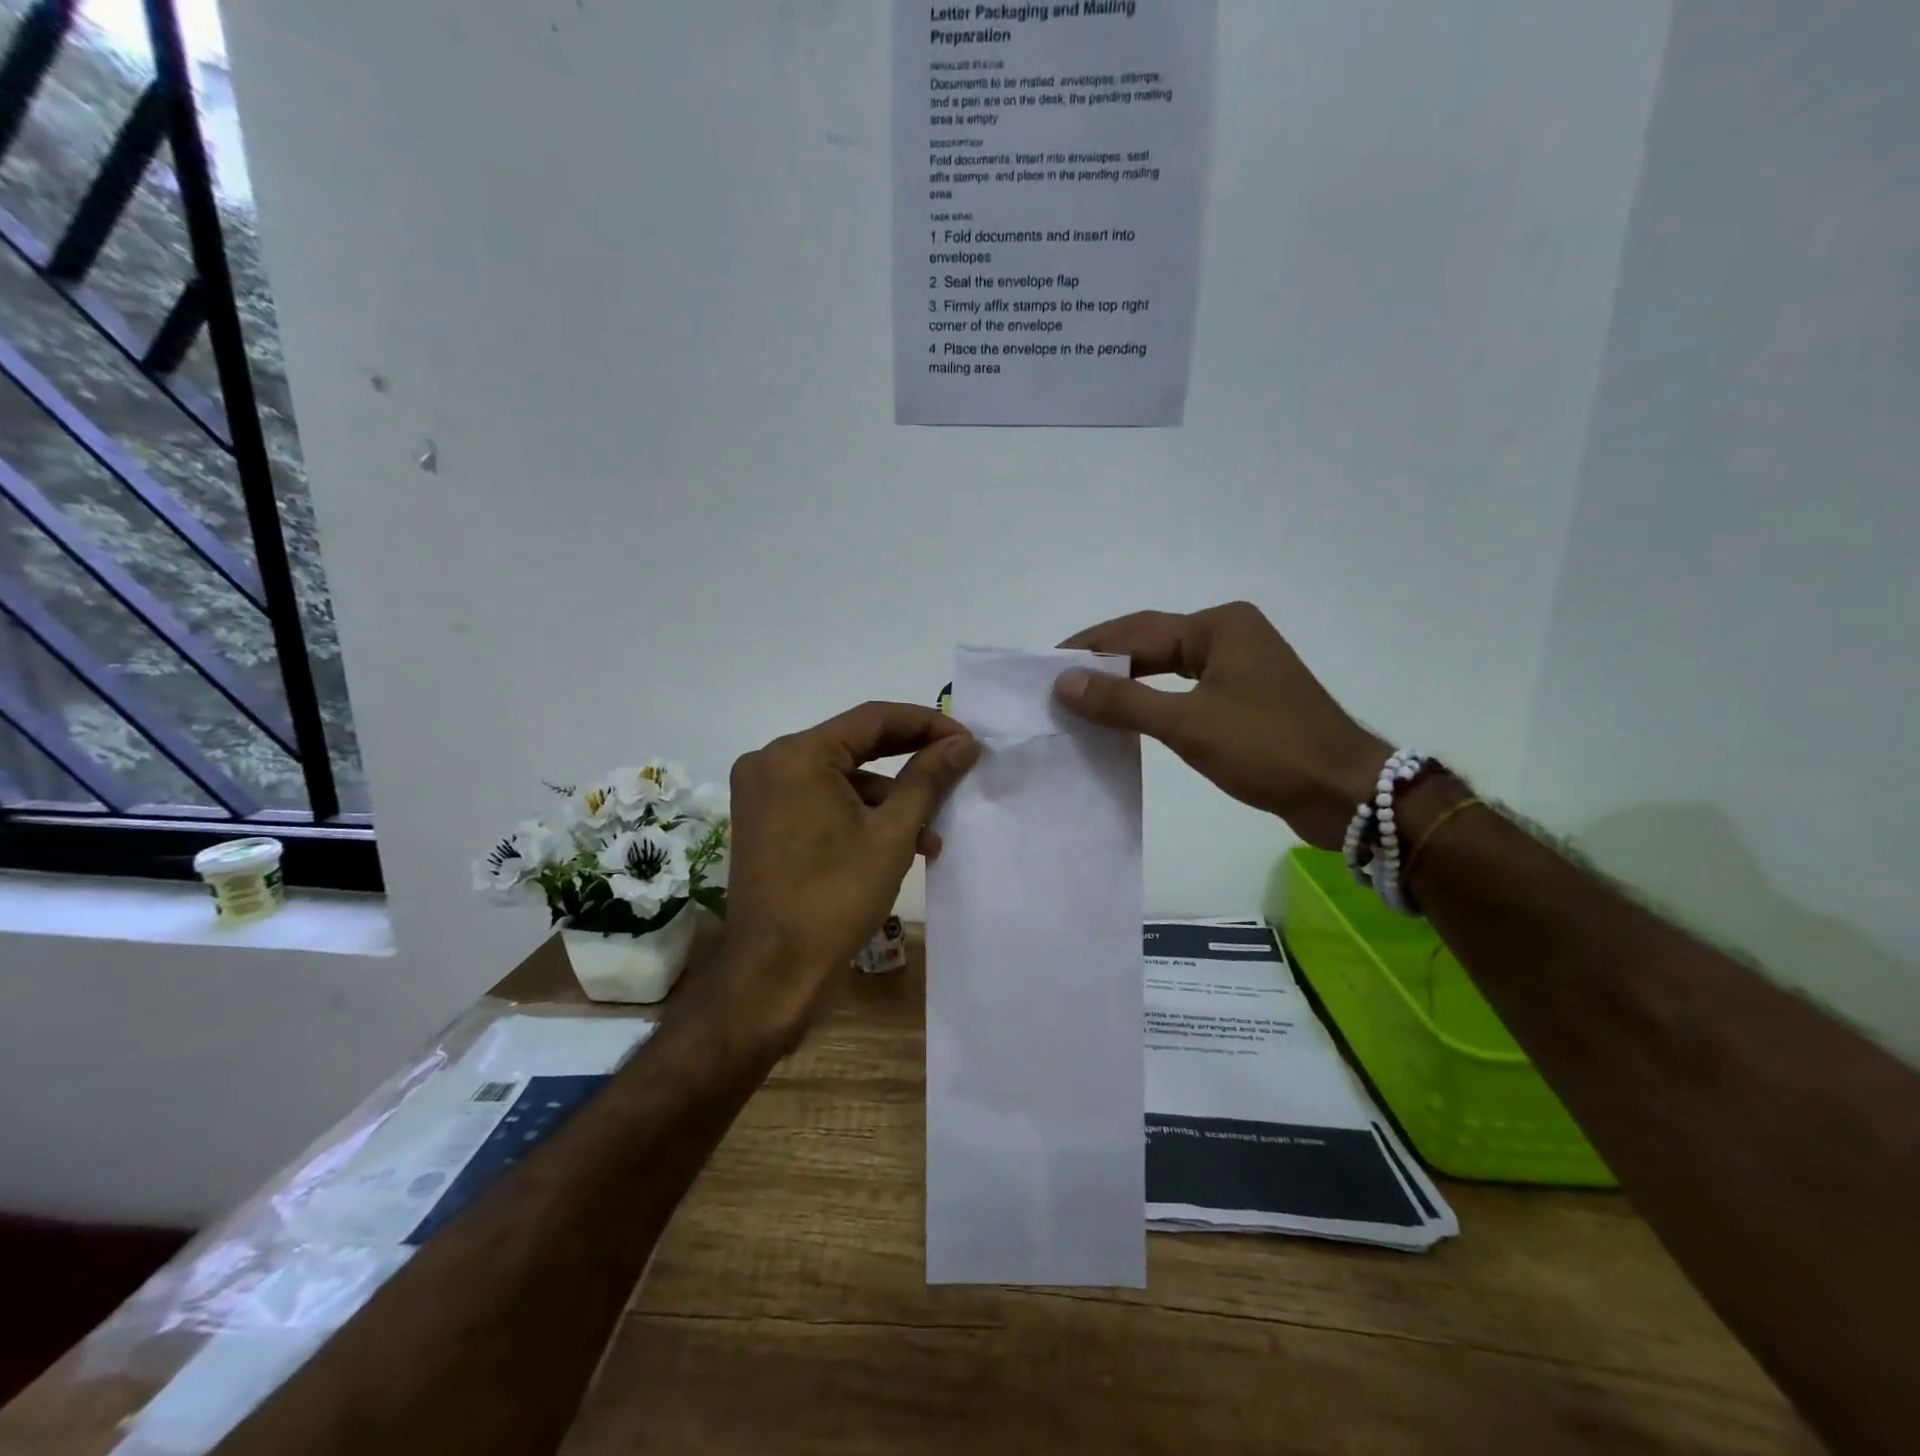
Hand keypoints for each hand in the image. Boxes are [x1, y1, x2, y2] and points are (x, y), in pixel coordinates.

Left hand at [717, 702, 979, 1032]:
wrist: (773, 974)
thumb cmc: (835, 899)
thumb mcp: (892, 834)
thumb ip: (928, 779)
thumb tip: (963, 743)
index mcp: (797, 755)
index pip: (872, 718)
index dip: (926, 723)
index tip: (967, 739)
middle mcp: (772, 761)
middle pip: (856, 743)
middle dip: (911, 757)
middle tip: (958, 765)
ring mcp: (763, 792)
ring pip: (843, 776)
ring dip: (891, 796)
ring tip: (934, 831)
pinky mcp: (765, 819)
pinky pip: (823, 799)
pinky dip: (861, 814)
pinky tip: (900, 843)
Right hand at [1055, 602, 1388, 848]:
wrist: (1343, 792)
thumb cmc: (1266, 748)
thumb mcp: (1187, 723)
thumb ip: (1123, 700)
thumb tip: (1063, 681)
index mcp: (1219, 626)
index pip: (1137, 632)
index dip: (1090, 649)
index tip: (1046, 667)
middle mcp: (1230, 634)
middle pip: (1152, 642)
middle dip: (1105, 660)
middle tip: (1057, 681)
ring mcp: (1241, 666)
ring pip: (1168, 665)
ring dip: (1127, 680)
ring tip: (1082, 697)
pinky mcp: (1245, 698)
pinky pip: (1185, 689)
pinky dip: (1153, 699)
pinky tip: (1127, 716)